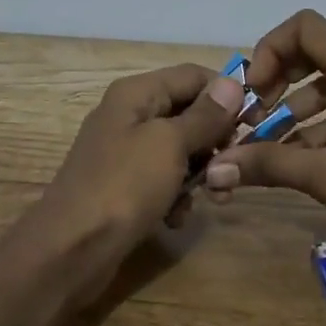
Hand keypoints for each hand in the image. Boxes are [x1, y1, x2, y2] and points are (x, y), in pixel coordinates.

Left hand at [21, 63, 246, 301]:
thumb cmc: (124, 186)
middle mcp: (129, 114)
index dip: (226, 94)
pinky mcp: (123, 186)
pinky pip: (162, 179)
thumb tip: (232, 83)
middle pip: (188, 112)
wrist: (70, 249)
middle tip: (231, 169)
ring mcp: (124, 151)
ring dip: (199, 173)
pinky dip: (175, 196)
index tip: (256, 122)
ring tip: (212, 198)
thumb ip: (204, 115)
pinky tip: (177, 218)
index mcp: (136, 93)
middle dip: (215, 140)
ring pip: (179, 149)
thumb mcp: (170, 144)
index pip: (193, 75)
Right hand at [205, 10, 325, 251]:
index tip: (252, 90)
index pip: (307, 28)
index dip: (270, 49)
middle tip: (251, 114)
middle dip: (276, 80)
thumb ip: (268, 163)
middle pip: (314, 55)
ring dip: (290, 111)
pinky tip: (288, 163)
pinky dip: (313, 131)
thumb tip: (215, 168)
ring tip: (260, 146)